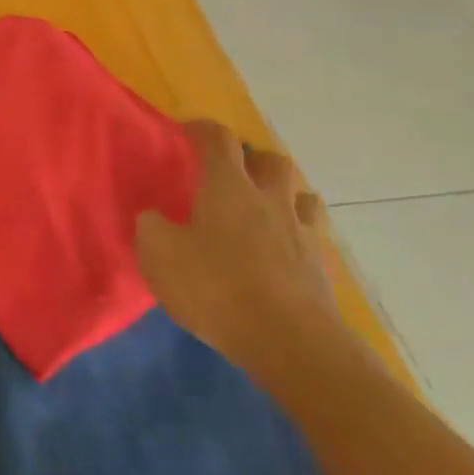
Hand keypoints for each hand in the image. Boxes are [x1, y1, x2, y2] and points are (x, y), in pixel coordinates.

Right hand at [135, 120, 342, 375]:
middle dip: (252, 160)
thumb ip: (151, 227)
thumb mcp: (159, 254)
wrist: (292, 345)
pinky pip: (312, 236)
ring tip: (262, 212)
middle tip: (230, 175)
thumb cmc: (217, 288)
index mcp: (229, 188)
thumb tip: (154, 217)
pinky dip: (296, 235)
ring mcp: (302, 234)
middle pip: (272, 161)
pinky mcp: (322, 270)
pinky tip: (279, 253)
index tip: (184, 133)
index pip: (219, 139)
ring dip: (283, 195)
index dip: (201, 130)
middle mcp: (270, 201)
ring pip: (302, 196)